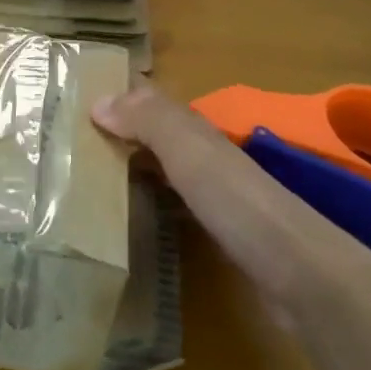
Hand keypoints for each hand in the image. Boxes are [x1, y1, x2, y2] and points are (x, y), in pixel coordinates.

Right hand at [92, 83, 370, 326]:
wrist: (299, 272)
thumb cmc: (238, 203)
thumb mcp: (191, 152)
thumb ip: (149, 121)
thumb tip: (98, 100)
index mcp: (200, 133)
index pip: (153, 103)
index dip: (120, 97)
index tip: (75, 102)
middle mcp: (208, 157)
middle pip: (158, 135)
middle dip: (122, 132)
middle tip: (71, 141)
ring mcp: (216, 195)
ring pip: (166, 168)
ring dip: (134, 165)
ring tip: (89, 175)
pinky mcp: (219, 231)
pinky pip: (174, 203)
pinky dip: (150, 198)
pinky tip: (132, 213)